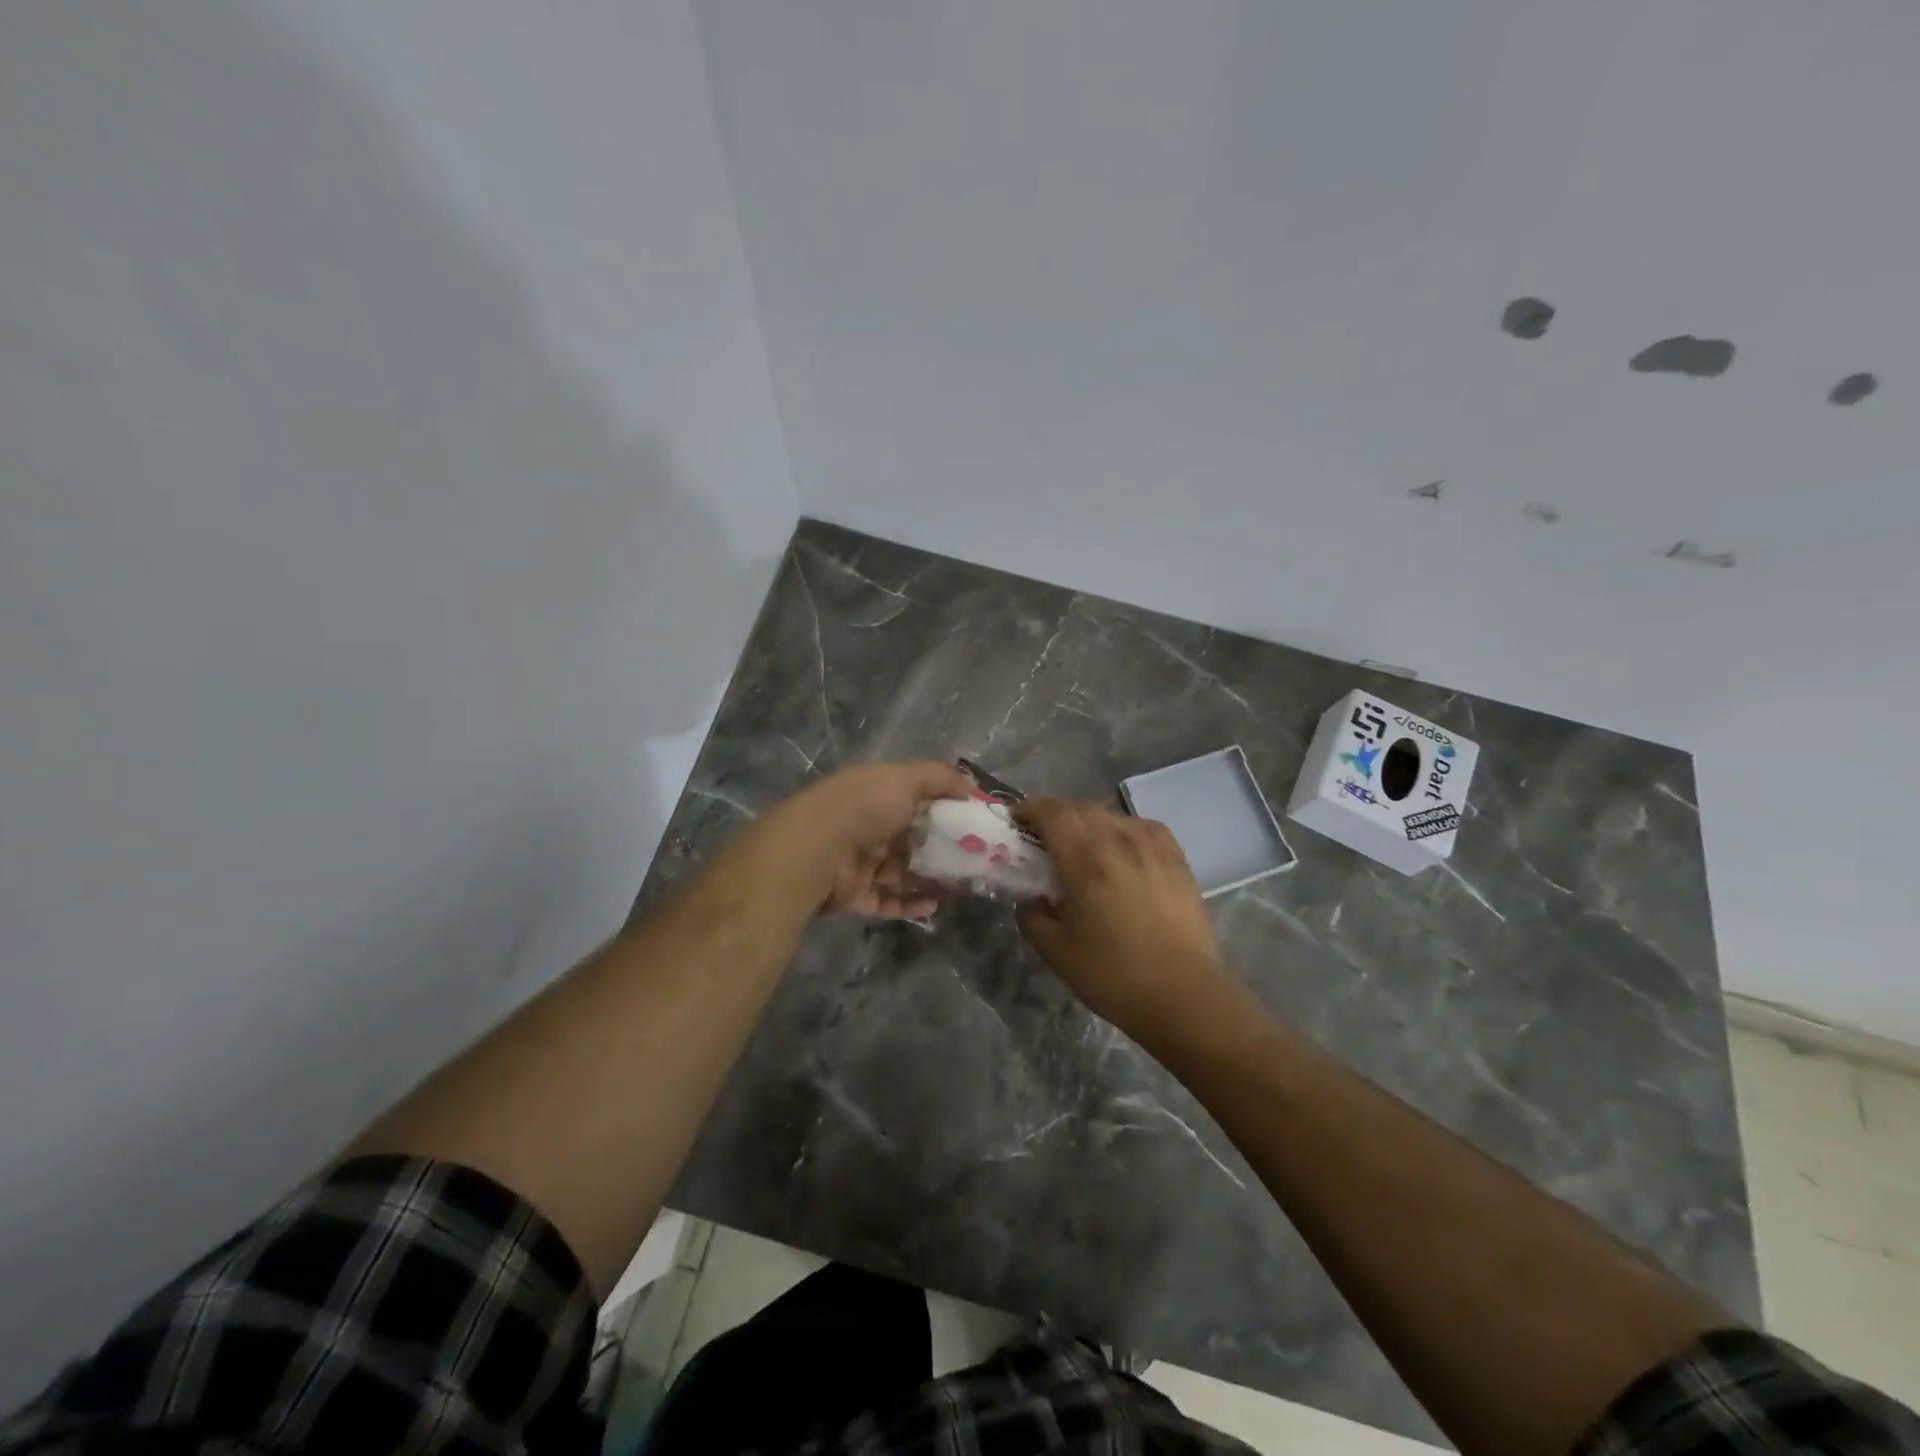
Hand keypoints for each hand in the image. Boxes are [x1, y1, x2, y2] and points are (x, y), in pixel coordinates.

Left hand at [782, 760, 972, 917]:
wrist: (816, 848)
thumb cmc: (865, 806)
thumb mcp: (907, 778)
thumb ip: (942, 778)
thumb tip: (973, 786)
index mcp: (880, 795)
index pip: (919, 801)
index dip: (948, 811)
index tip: (978, 824)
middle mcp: (870, 826)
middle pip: (915, 840)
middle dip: (945, 851)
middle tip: (978, 862)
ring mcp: (862, 862)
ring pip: (905, 873)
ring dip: (933, 880)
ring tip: (964, 887)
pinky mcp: (856, 895)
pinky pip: (889, 901)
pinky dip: (912, 904)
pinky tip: (936, 905)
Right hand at [1014, 799, 1227, 1039]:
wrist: (1185, 996)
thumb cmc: (1115, 976)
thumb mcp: (1058, 954)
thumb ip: (1033, 919)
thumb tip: (1029, 901)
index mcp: (1085, 860)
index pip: (1052, 812)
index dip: (1029, 808)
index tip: (1016, 821)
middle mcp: (1119, 841)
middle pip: (1081, 808)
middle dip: (1056, 815)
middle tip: (1043, 838)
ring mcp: (1153, 847)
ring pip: (1112, 815)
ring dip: (1089, 821)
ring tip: (1082, 845)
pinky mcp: (1178, 859)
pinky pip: (1143, 827)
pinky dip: (1124, 829)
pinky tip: (1123, 849)